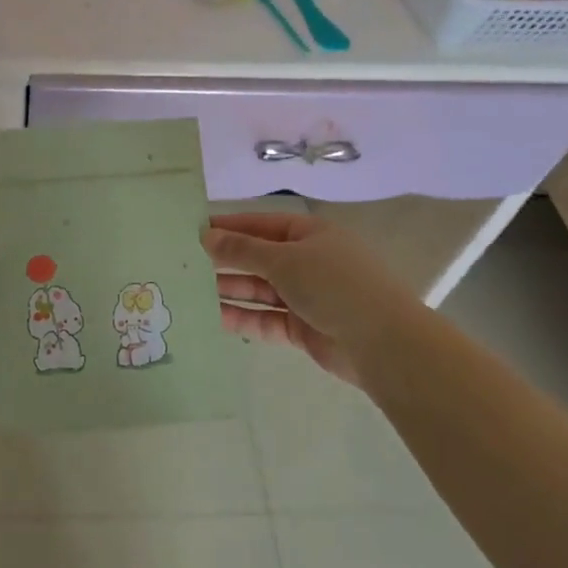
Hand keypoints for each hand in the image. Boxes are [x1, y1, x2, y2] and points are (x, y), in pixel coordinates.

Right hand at [202, 212, 420, 386]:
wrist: (382, 343)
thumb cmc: (333, 285)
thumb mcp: (283, 259)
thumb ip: (242, 250)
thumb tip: (206, 236)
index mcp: (310, 234)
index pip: (262, 224)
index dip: (229, 226)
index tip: (194, 230)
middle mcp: (308, 262)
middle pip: (259, 257)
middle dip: (225, 260)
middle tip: (185, 262)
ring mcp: (306, 296)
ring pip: (260, 290)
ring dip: (229, 290)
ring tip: (190, 291)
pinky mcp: (302, 328)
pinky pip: (265, 319)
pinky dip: (242, 318)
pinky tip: (213, 318)